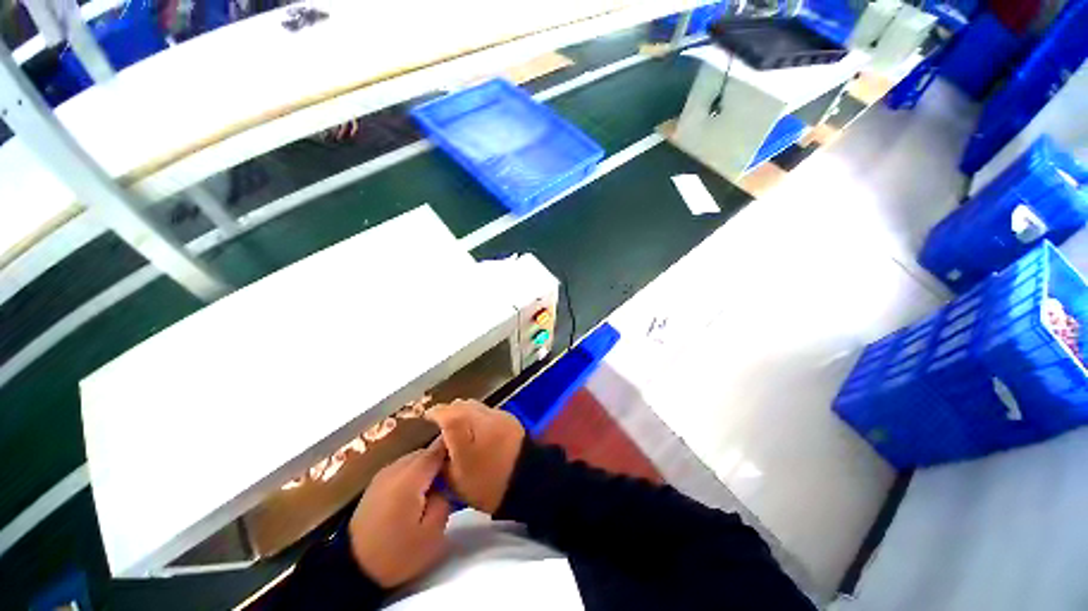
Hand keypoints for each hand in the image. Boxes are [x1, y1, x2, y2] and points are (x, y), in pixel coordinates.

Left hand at [348, 438, 451, 588]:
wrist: (352, 570)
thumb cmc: (397, 553)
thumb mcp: (433, 533)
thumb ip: (445, 498)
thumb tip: (447, 482)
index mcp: (411, 477)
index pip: (439, 448)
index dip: (455, 446)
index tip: (469, 453)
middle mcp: (396, 468)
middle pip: (427, 451)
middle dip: (442, 458)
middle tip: (456, 473)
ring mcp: (384, 474)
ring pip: (415, 458)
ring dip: (428, 466)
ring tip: (439, 482)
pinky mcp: (376, 484)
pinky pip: (403, 468)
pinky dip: (415, 473)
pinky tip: (419, 489)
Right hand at [426, 400, 524, 513]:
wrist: (526, 479)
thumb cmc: (487, 484)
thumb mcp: (455, 479)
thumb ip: (443, 458)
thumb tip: (439, 443)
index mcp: (464, 429)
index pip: (444, 412)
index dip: (434, 414)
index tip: (427, 419)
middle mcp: (480, 415)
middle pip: (459, 405)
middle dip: (449, 412)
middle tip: (444, 426)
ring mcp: (496, 413)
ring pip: (474, 405)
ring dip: (465, 412)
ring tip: (462, 427)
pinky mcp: (508, 416)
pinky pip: (488, 410)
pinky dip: (479, 416)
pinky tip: (479, 430)